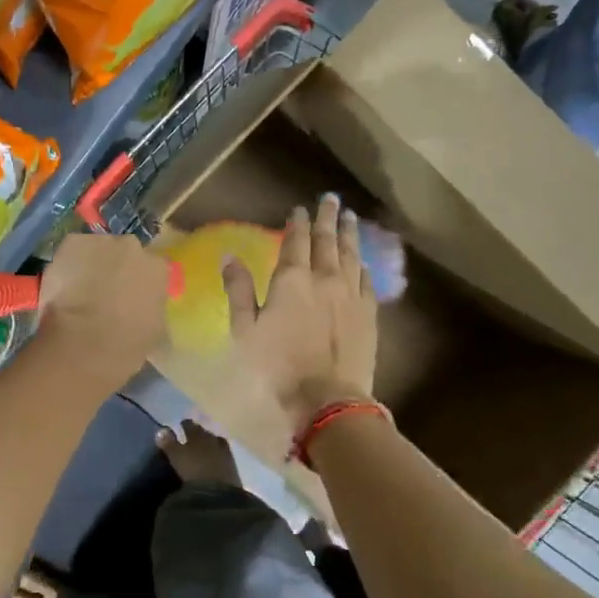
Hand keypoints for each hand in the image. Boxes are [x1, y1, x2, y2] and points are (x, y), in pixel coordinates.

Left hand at [37, 233, 170, 389]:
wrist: (84, 343)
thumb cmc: (126, 345)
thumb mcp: (155, 329)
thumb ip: (153, 307)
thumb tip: (144, 305)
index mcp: (158, 268)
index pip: (152, 268)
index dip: (138, 282)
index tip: (129, 297)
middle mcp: (133, 246)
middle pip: (124, 253)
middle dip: (115, 268)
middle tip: (103, 292)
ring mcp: (101, 242)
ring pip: (96, 249)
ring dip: (91, 264)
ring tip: (79, 289)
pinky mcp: (72, 243)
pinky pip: (72, 251)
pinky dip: (67, 264)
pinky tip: (62, 286)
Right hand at [156, 420, 241, 488]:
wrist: (218, 492)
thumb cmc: (192, 470)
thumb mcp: (176, 456)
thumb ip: (168, 443)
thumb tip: (161, 430)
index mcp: (197, 435)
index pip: (190, 425)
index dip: (185, 424)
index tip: (181, 424)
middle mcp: (212, 440)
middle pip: (205, 433)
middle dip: (199, 433)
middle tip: (193, 435)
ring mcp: (225, 453)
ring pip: (217, 442)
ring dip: (211, 443)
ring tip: (206, 447)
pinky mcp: (232, 467)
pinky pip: (224, 455)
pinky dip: (218, 455)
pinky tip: (216, 460)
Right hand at [224, 194, 378, 436]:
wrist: (327, 398)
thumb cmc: (277, 367)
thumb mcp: (245, 330)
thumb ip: (238, 290)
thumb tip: (229, 257)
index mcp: (292, 280)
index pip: (296, 241)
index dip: (297, 223)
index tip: (299, 209)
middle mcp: (325, 278)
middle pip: (327, 240)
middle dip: (327, 218)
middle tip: (330, 199)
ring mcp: (351, 294)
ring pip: (351, 254)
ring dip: (349, 233)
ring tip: (349, 217)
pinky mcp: (368, 313)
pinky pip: (366, 280)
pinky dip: (362, 265)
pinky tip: (362, 261)